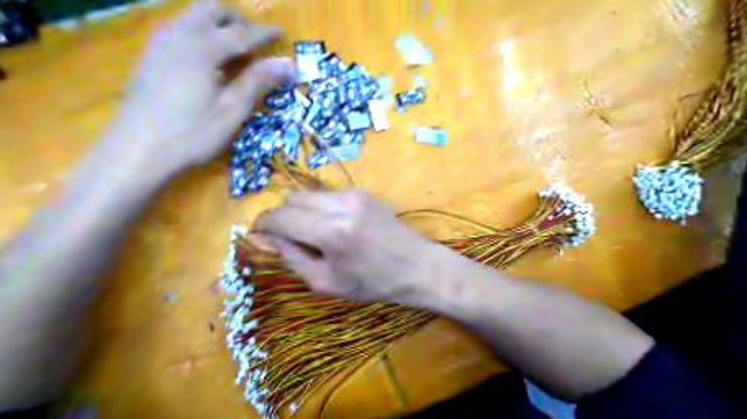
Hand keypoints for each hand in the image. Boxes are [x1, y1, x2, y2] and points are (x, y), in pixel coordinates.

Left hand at [107, 2, 293, 174]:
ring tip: (235, 47)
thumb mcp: (232, 110)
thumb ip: (258, 81)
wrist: (137, 150)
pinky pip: (178, 28)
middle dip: (237, 19)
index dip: (264, 33)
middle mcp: (178, 35)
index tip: (282, 32)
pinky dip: (200, 32)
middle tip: (256, 38)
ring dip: (217, 23)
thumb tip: (287, 62)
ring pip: (191, 15)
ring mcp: (160, 43)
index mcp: (202, 49)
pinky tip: (208, 57)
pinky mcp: (150, 56)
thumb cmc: (192, 134)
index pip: (240, 33)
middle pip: (210, 10)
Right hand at [253, 190, 457, 304]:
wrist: (416, 266)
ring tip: (313, 233)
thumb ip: (292, 258)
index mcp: (332, 232)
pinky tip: (334, 226)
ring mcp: (355, 195)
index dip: (263, 223)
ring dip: (301, 211)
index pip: (281, 217)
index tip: (258, 232)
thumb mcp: (326, 283)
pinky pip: (329, 195)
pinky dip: (321, 208)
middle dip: (282, 215)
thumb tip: (271, 237)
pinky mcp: (364, 193)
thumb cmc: (373, 283)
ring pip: (309, 193)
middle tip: (286, 236)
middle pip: (292, 198)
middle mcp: (342, 205)